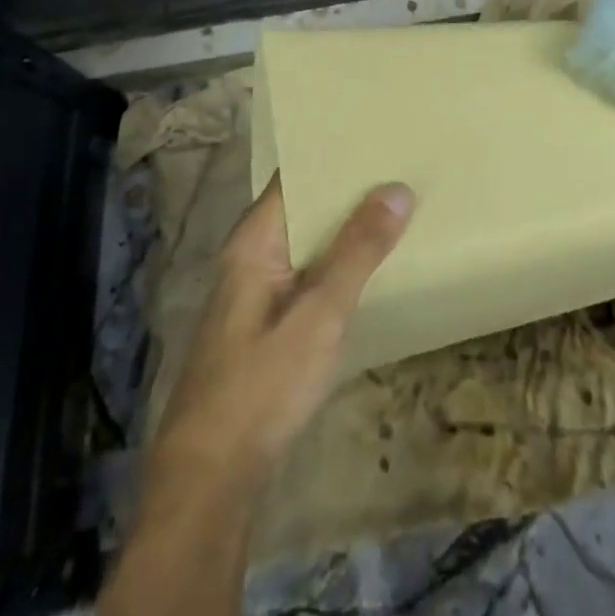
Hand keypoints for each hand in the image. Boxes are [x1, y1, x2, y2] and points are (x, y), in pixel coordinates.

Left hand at [151, 172, 414, 484]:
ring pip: (309, 245)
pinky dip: (339, 264)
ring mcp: (258, 293)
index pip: (294, 177)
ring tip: (399, 207)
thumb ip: (358, 252)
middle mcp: (252, 257)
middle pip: (304, 208)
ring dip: (347, 230)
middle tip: (402, 167)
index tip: (378, 137)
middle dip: (349, 191)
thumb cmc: (261, 386)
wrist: (212, 479)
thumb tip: (396, 188)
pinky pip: (309, 276)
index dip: (332, 155)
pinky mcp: (268, 326)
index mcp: (254, 242)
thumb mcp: (319, 315)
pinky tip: (373, 267)